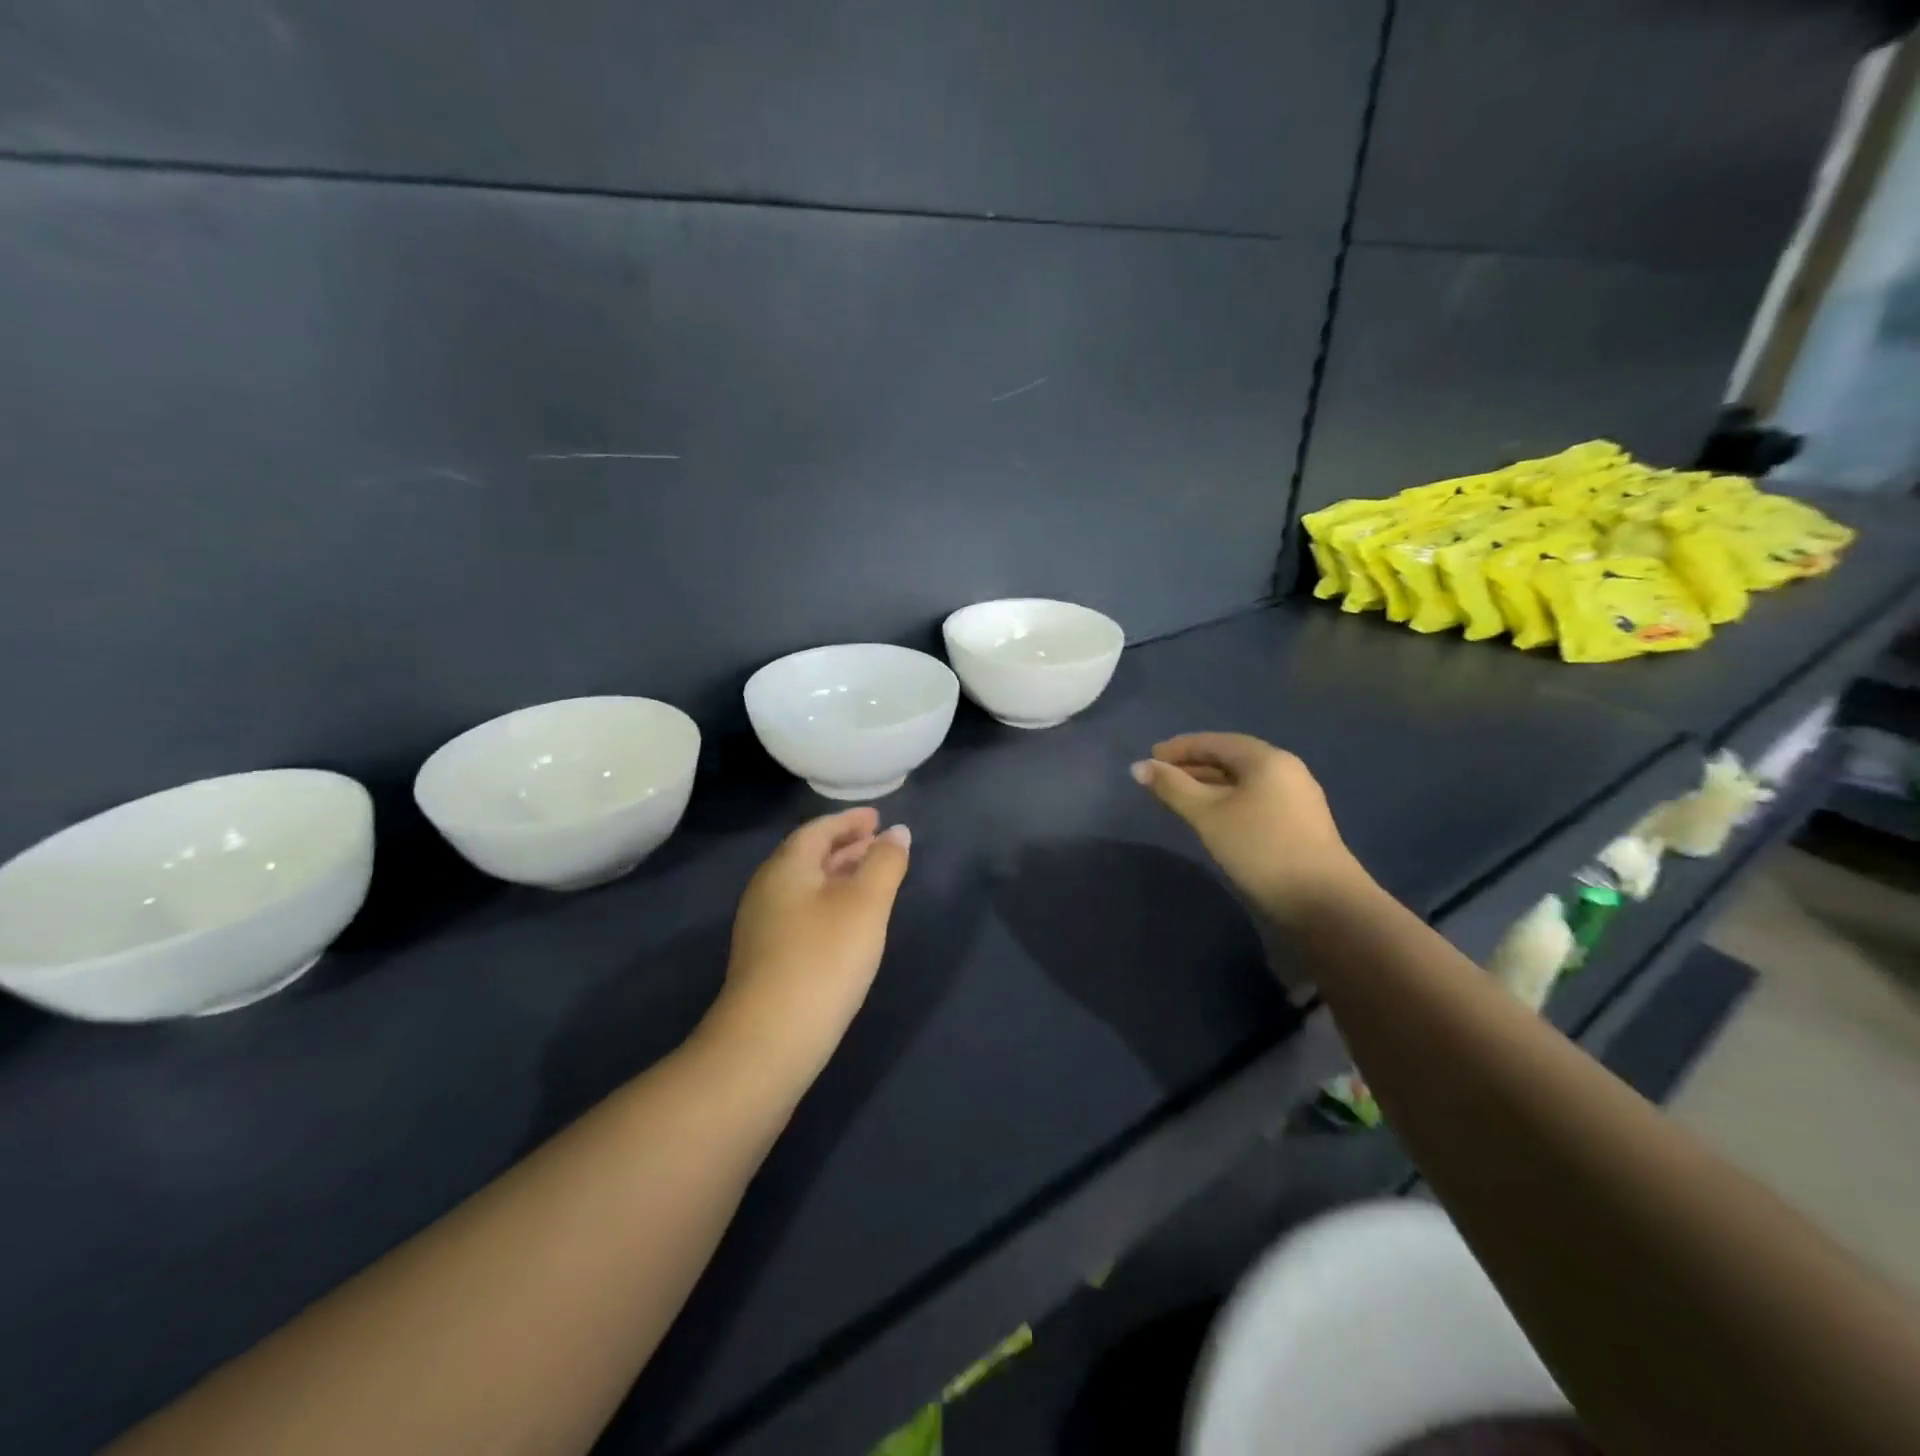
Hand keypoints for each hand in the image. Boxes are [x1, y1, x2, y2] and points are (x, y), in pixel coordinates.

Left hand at [706, 807, 911, 1078]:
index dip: (850, 820)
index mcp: (786, 867)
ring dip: (839, 875)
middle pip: (809, 855)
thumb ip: (885, 862)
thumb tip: (897, 832)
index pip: (819, 829)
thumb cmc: (824, 958)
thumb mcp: (866, 904)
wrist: (770, 1039)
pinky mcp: (766, 956)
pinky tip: (848, 922)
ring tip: (871, 879)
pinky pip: (802, 910)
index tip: (877, 817)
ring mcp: (762, 925)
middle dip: (846, 846)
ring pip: (806, 885)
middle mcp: (767, 888)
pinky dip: (829, 901)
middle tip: (879, 844)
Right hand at [1131, 733, 1365, 923]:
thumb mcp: (1207, 815)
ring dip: (1209, 785)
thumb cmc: (1259, 847)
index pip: (1215, 741)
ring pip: (1243, 782)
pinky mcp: (1299, 823)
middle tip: (1161, 779)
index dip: (1180, 747)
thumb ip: (1172, 787)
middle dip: (1193, 766)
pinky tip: (1212, 819)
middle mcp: (1285, 770)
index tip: (1150, 757)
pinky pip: (1254, 799)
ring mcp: (1296, 798)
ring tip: (1180, 799)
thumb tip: (1138, 767)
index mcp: (1266, 759)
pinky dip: (1227, 801)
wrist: (1322, 901)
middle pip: (1231, 759)